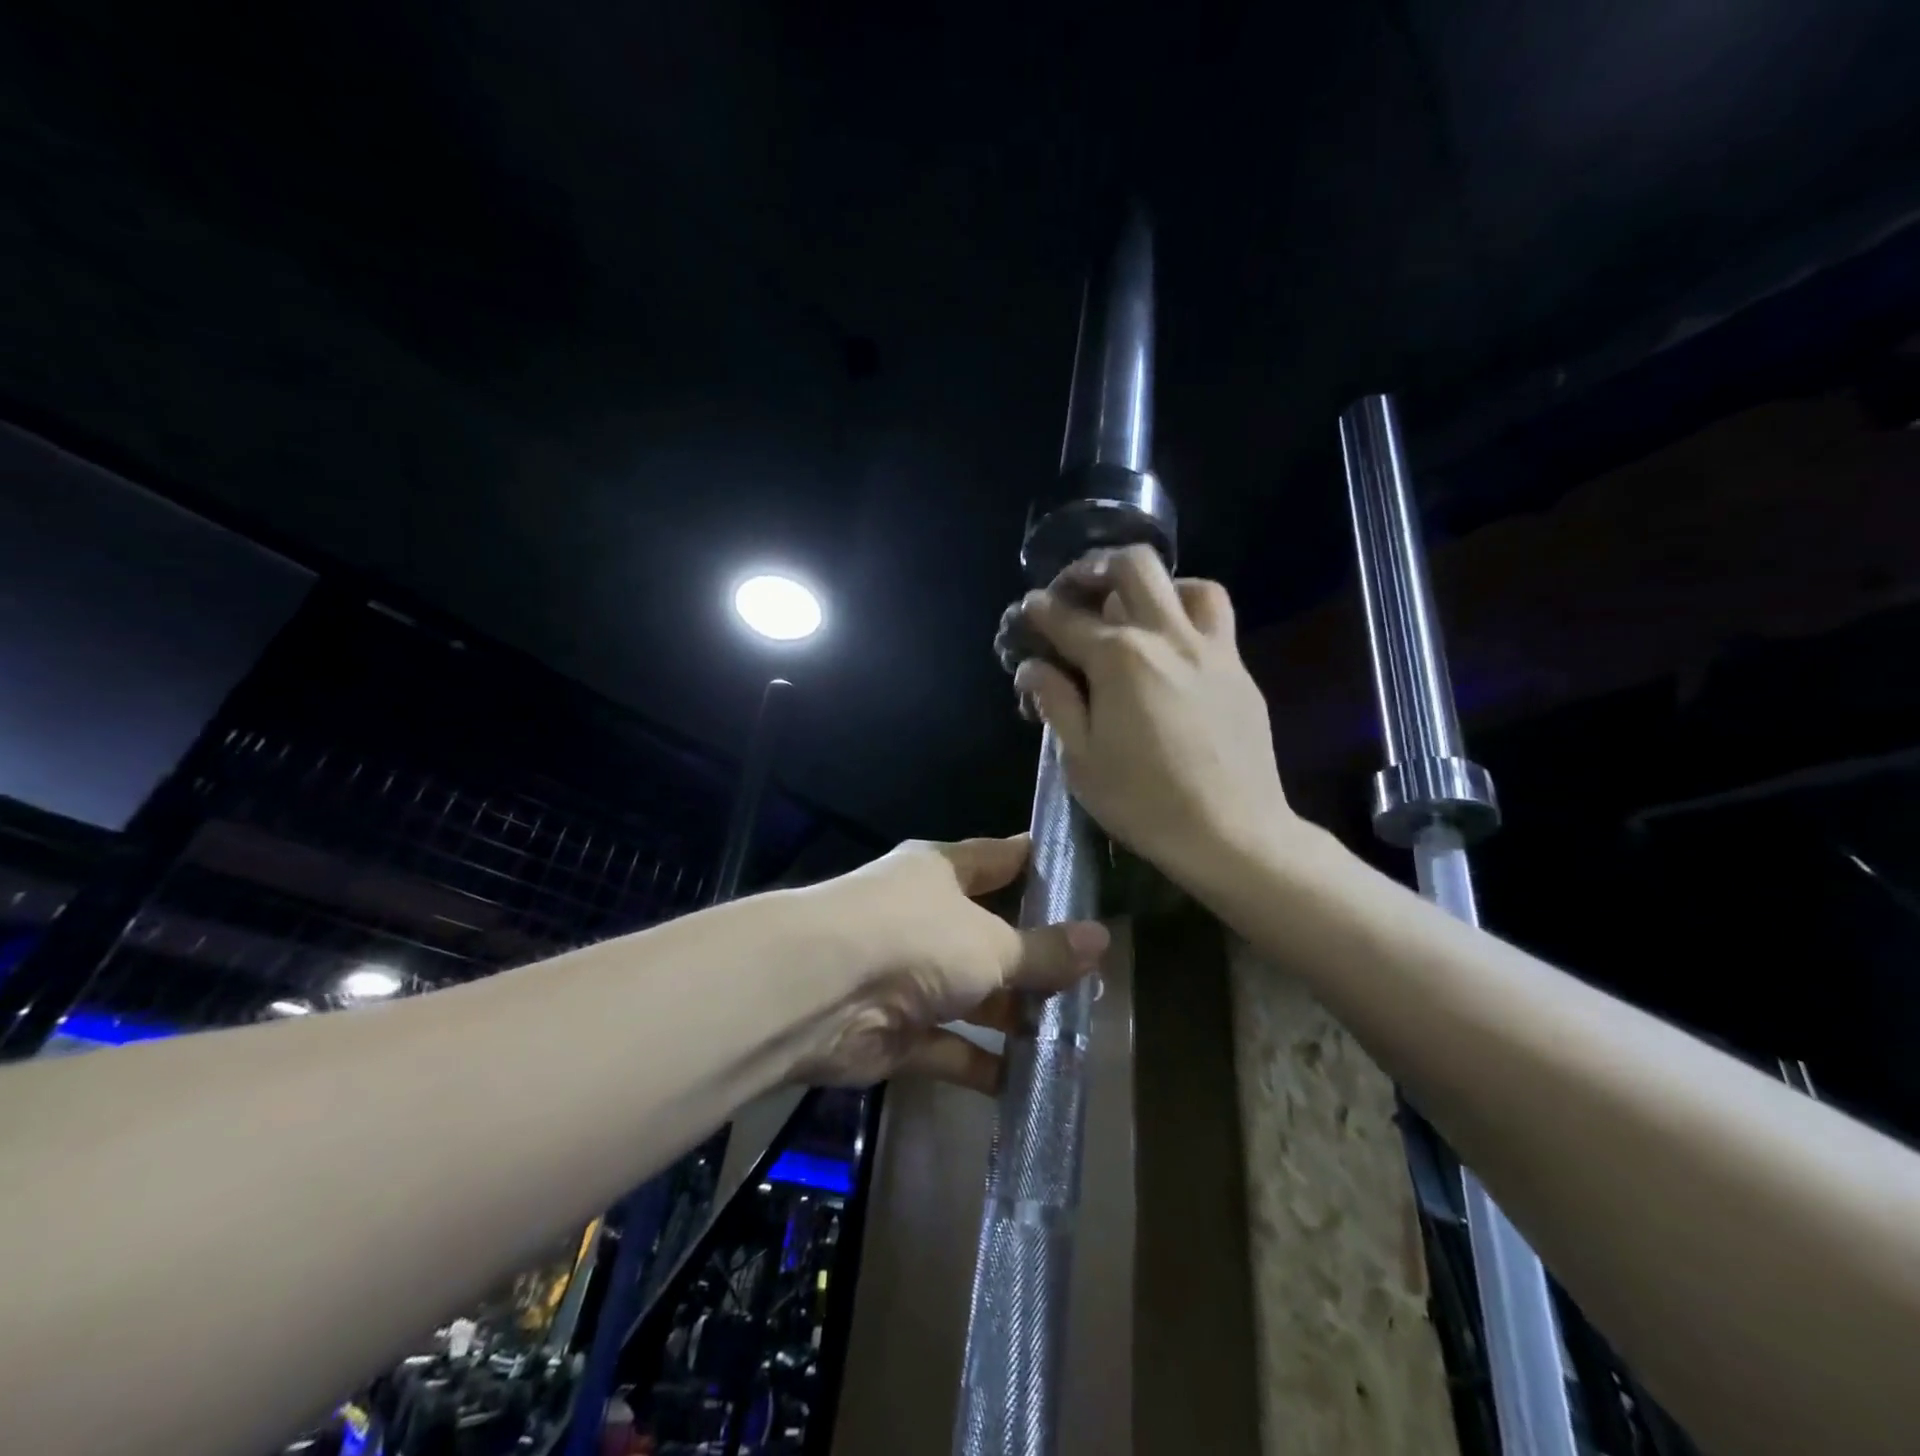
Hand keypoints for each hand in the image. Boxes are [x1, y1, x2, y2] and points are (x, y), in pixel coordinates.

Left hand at [796, 835, 1107, 1093]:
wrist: (818, 993)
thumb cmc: (913, 938)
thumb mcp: (991, 942)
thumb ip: (1043, 949)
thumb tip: (1101, 939)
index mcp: (941, 873)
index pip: (998, 859)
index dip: (1036, 863)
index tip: (1081, 873)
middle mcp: (924, 918)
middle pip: (990, 934)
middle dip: (1035, 957)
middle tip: (1092, 978)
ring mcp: (908, 976)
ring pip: (973, 995)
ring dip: (1013, 1016)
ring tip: (1071, 1035)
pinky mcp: (897, 1032)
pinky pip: (950, 1048)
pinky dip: (982, 1064)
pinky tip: (1027, 1084)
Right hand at [1010, 545, 1297, 889]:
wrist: (1232, 833)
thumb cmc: (1143, 802)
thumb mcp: (1081, 760)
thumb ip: (1056, 703)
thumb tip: (1033, 666)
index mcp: (1118, 659)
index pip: (1066, 619)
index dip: (1039, 612)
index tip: (1028, 613)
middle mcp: (1166, 637)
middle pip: (1133, 567)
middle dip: (1095, 568)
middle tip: (1075, 589)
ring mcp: (1212, 649)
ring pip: (1188, 584)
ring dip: (1154, 586)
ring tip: (1135, 610)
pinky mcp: (1239, 671)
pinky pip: (1216, 620)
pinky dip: (1187, 614)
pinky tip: (1173, 648)